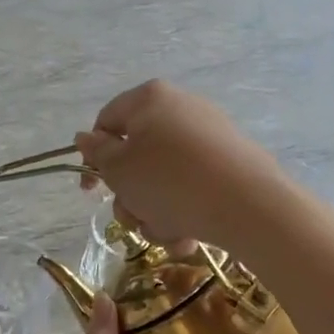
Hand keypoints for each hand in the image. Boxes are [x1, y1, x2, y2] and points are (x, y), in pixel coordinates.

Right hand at [74, 80, 285, 250]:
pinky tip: (188, 234)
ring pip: (162, 180)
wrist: (247, 205)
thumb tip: (86, 137)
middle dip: (130, 196)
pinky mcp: (230, 163)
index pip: (106, 122)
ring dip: (154, 212)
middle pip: (136, 157)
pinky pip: (191, 188)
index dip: (93, 157)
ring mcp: (209, 136)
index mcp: (150, 100)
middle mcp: (180, 109)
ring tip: (167, 230)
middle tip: (133, 216)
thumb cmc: (169, 181)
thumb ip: (97, 152)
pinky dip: (183, 212)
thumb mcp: (119, 169)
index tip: (91, 191)